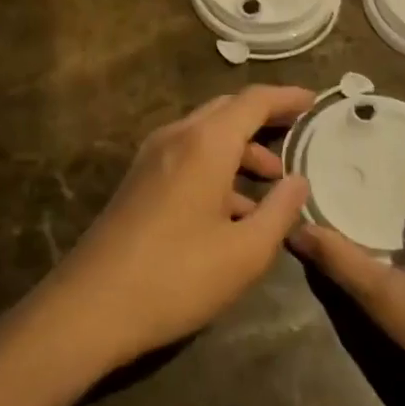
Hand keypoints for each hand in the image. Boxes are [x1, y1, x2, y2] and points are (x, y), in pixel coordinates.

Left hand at [49, 85, 314, 371]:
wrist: (89, 307)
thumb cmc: (176, 277)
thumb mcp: (245, 252)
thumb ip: (280, 211)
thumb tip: (299, 180)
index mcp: (206, 142)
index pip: (254, 100)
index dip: (287, 98)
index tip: (315, 103)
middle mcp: (177, 136)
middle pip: (228, 110)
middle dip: (265, 119)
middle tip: (297, 134)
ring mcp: (152, 156)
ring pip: (206, 134)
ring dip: (241, 149)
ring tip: (272, 182)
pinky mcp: (139, 180)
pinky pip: (188, 155)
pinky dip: (218, 166)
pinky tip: (233, 208)